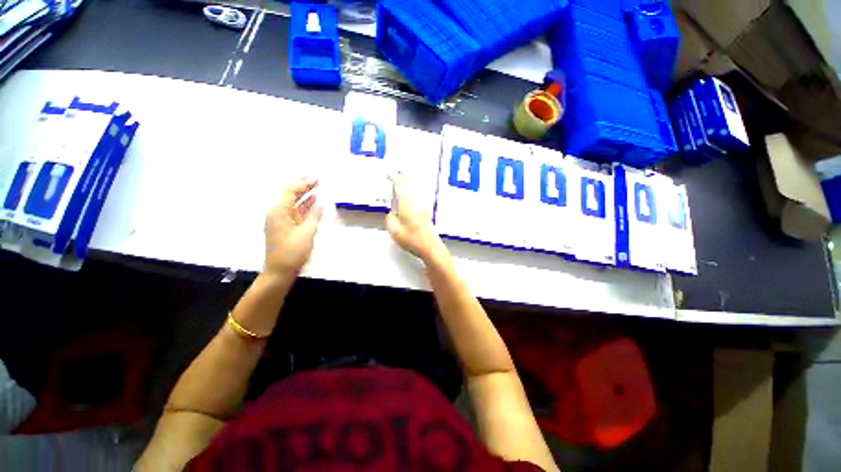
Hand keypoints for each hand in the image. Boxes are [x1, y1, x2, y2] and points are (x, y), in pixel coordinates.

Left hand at [264, 177, 322, 275]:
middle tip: (316, 178)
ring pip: (293, 203)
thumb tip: (320, 204)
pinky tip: (313, 202)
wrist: (279, 271)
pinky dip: (304, 206)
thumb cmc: (292, 252)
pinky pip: (295, 212)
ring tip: (317, 187)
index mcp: (279, 211)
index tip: (316, 178)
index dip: (303, 183)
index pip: (290, 191)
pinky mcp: (285, 227)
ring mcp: (281, 220)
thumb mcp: (307, 233)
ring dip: (305, 195)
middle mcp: (277, 212)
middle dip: (303, 185)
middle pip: (290, 194)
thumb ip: (314, 216)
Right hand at [386, 172, 445, 263]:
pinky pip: (418, 198)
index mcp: (407, 207)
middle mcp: (416, 204)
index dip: (396, 179)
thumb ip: (390, 220)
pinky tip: (413, 192)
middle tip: (401, 168)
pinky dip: (414, 192)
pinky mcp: (426, 213)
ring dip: (410, 183)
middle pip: (410, 187)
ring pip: (415, 192)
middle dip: (405, 177)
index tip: (392, 171)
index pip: (401, 189)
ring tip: (406, 176)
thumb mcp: (395, 232)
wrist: (430, 247)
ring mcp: (422, 208)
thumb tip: (392, 213)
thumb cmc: (412, 240)